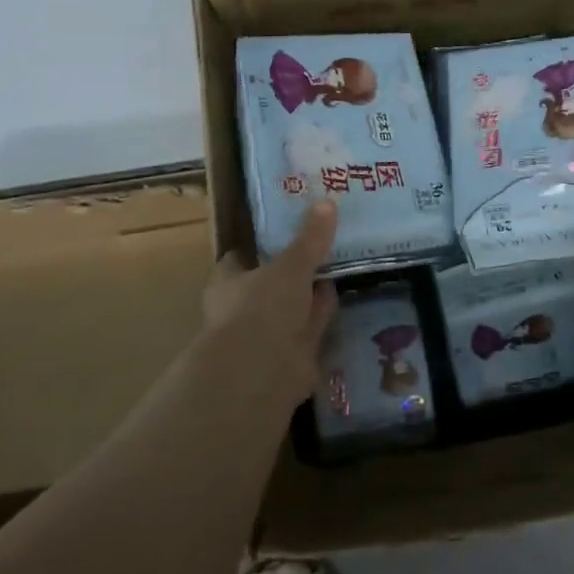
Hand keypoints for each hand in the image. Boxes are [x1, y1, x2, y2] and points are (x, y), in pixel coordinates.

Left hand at [199, 201, 339, 406]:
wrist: (262, 371)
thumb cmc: (263, 307)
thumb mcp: (291, 265)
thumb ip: (310, 238)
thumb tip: (326, 202)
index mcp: (229, 282)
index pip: (243, 256)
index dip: (264, 244)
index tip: (290, 228)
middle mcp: (244, 308)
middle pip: (272, 282)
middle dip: (296, 270)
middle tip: (324, 245)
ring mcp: (267, 335)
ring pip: (293, 307)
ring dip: (312, 294)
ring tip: (339, 268)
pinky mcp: (290, 356)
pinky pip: (311, 329)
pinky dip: (323, 317)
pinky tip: (343, 300)